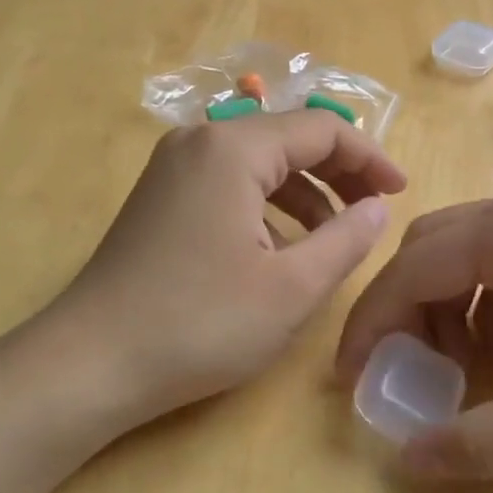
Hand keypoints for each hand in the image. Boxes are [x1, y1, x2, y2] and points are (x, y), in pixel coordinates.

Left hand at [40, 111, 406, 429]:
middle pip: (289, 138)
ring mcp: (173, 168)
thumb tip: (378, 208)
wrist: (90, 364)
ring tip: (333, 239)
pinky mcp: (161, 197)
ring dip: (305, 193)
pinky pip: (231, 184)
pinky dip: (268, 207)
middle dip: (340, 173)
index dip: (370, 158)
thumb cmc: (200, 323)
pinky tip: (281, 249)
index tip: (401, 193)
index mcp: (234, 148)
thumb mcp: (292, 288)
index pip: (322, 128)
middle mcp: (201, 141)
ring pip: (260, 163)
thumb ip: (347, 240)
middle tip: (374, 213)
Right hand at [336, 184, 492, 479]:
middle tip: (408, 373)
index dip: (371, 324)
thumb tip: (406, 462)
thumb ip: (485, 438)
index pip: (411, 269)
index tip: (350, 380)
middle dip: (407, 311)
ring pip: (472, 252)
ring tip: (469, 370)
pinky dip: (491, 301)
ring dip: (451, 307)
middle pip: (433, 249)